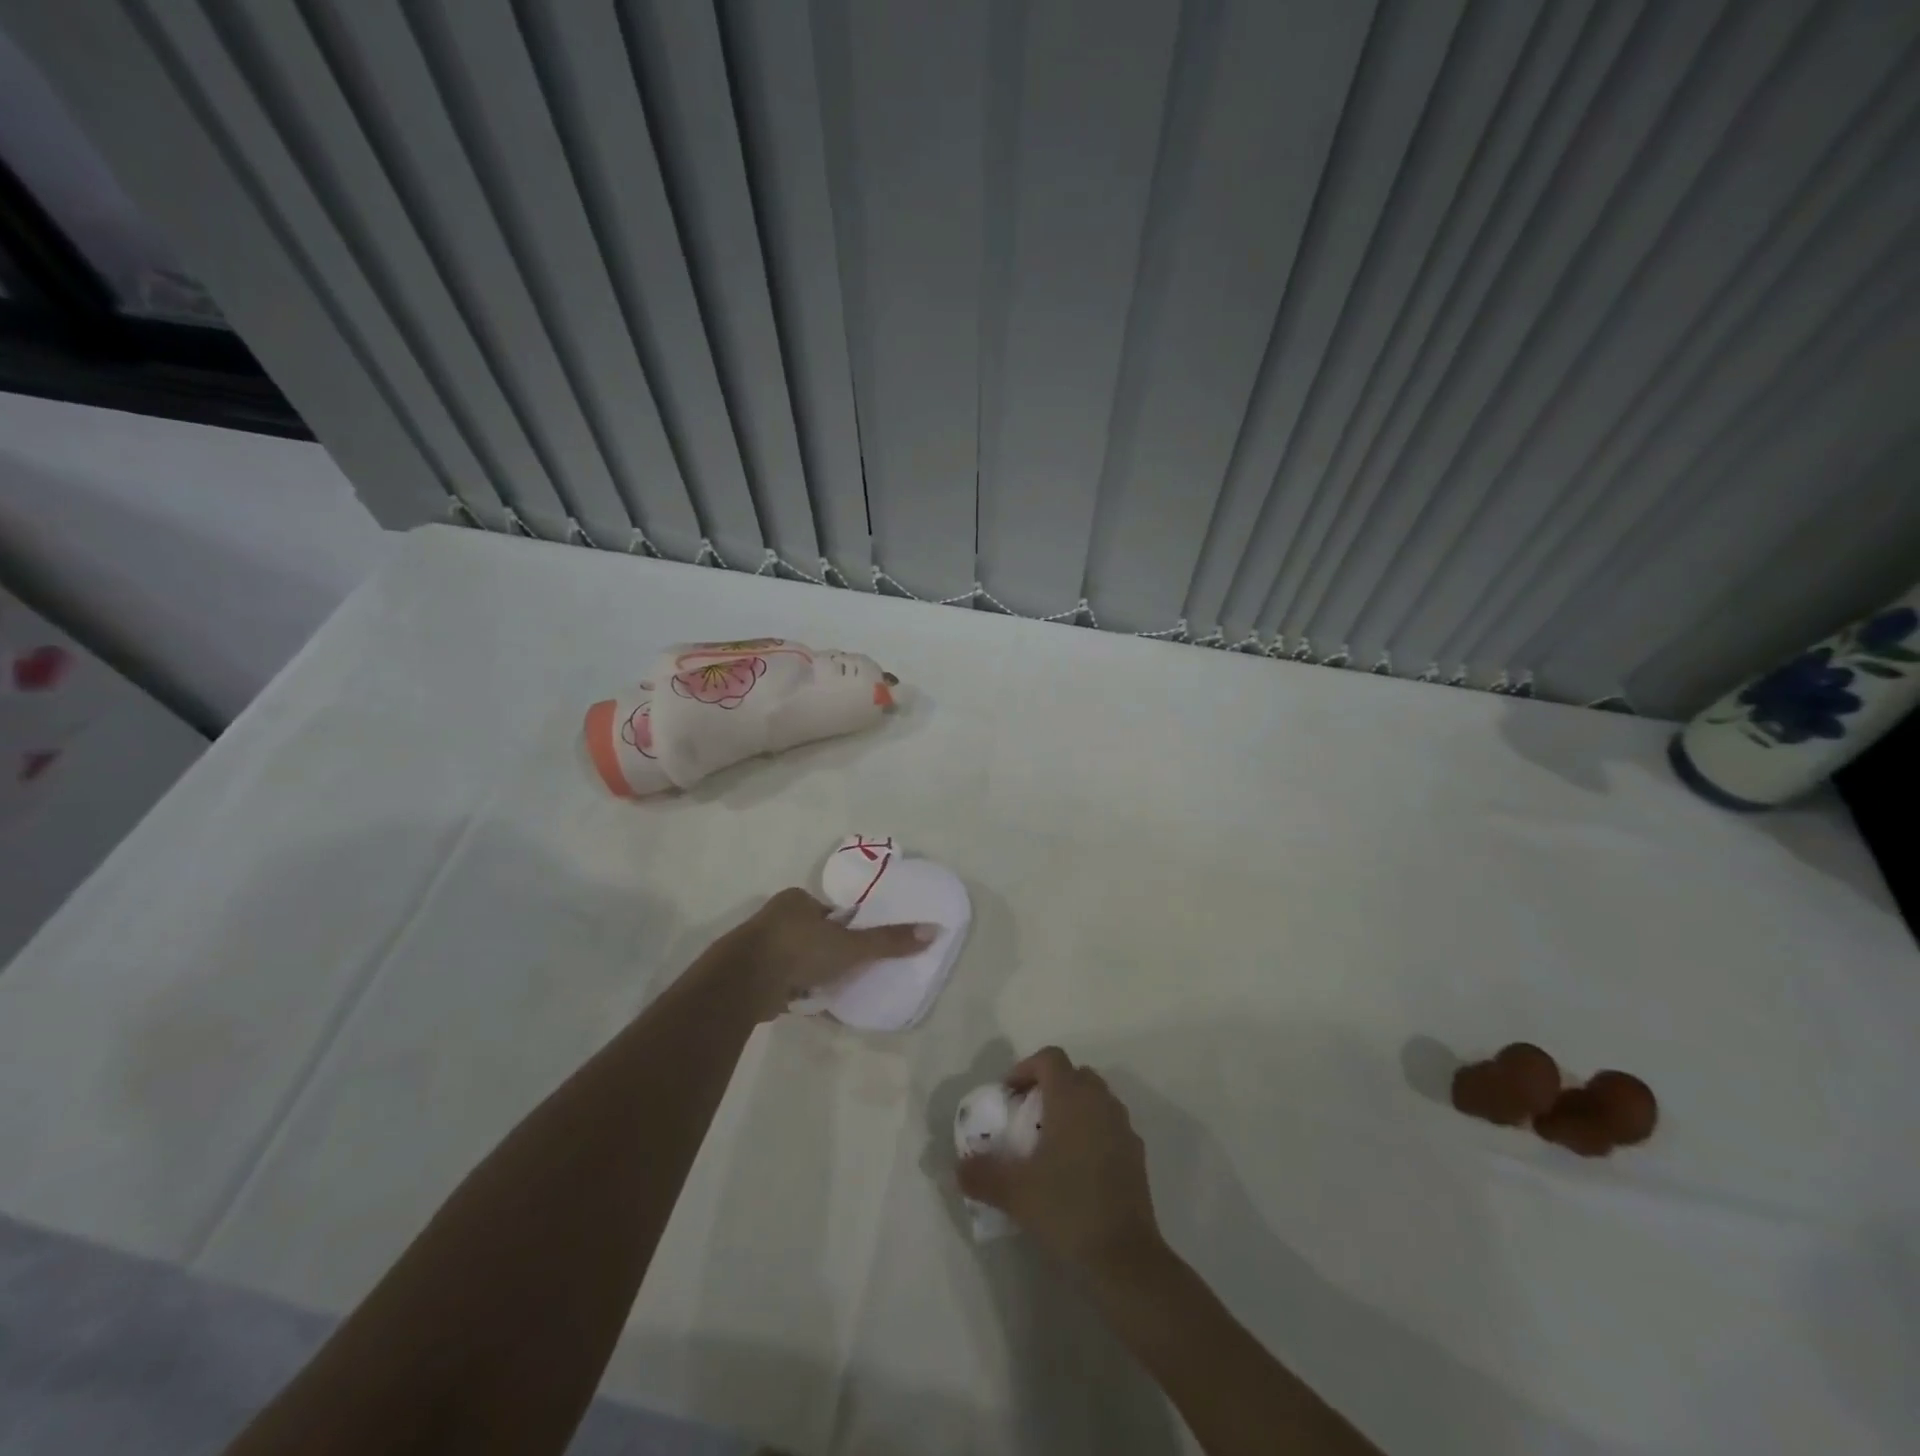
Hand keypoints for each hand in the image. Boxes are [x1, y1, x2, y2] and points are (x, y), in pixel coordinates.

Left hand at [719, 888, 933, 1020]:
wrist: (742, 983)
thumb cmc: (799, 951)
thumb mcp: (851, 946)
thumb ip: (888, 941)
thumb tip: (933, 930)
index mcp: (797, 899)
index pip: (830, 913)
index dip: (845, 930)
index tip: (855, 951)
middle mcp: (774, 916)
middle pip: (812, 935)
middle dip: (826, 954)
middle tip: (843, 974)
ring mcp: (757, 945)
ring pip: (794, 958)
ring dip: (808, 973)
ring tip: (824, 992)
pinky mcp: (746, 973)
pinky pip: (778, 979)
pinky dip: (790, 989)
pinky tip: (802, 1003)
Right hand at [958, 1046, 1164, 1279]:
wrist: (1125, 1258)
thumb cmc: (1067, 1209)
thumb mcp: (1014, 1193)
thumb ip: (981, 1174)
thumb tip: (958, 1167)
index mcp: (1072, 1098)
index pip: (1050, 1058)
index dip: (1026, 1068)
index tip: (1009, 1095)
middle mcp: (1100, 1102)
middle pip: (1074, 1074)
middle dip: (1049, 1086)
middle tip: (1027, 1115)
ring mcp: (1123, 1127)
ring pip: (1095, 1098)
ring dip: (1072, 1108)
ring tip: (1050, 1142)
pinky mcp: (1137, 1154)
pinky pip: (1110, 1125)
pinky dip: (1092, 1131)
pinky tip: (1077, 1168)